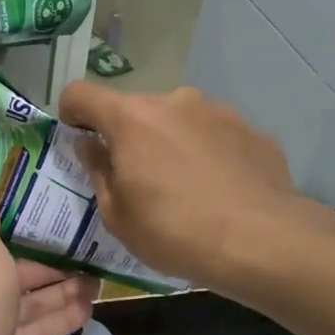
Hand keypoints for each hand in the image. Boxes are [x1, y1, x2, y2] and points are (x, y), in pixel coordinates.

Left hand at [0, 197, 98, 334]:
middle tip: (90, 259)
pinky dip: (63, 320)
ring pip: (33, 305)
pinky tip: (91, 309)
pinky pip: (40, 331)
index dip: (25, 241)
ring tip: (98, 282)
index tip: (55, 232)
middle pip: (19, 278)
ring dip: (64, 294)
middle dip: (53, 270)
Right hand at [57, 82, 334, 291]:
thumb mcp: (118, 216)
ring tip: (184, 189)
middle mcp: (173, 101)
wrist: (263, 241)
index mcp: (131, 118)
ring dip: (170, 144)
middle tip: (137, 181)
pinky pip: (213, 136)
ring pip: (177, 120)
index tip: (77, 139)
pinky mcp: (251, 129)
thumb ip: (98, 172)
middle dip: (127, 137)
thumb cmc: (175, 232)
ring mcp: (217, 111)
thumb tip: (92, 146)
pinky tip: (218, 191)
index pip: (81, 93)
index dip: (71, 113)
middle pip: (134, 110)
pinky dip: (206, 154)